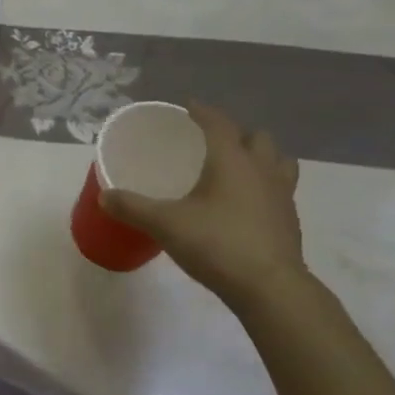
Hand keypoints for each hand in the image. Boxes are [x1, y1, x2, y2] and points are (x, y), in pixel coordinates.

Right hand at [99, 102, 306, 304]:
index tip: (188, 107)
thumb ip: (133, 207)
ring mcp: (282, 194)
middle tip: (213, 144)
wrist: (269, 287)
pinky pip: (281, 189)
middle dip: (236, 134)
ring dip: (261, 157)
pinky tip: (248, 205)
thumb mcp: (165, 224)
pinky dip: (266, 187)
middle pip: (257, 137)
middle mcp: (261, 169)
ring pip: (278, 161)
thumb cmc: (217, 244)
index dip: (202, 111)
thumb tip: (104, 195)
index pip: (218, 123)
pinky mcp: (289, 220)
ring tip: (239, 169)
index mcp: (232, 160)